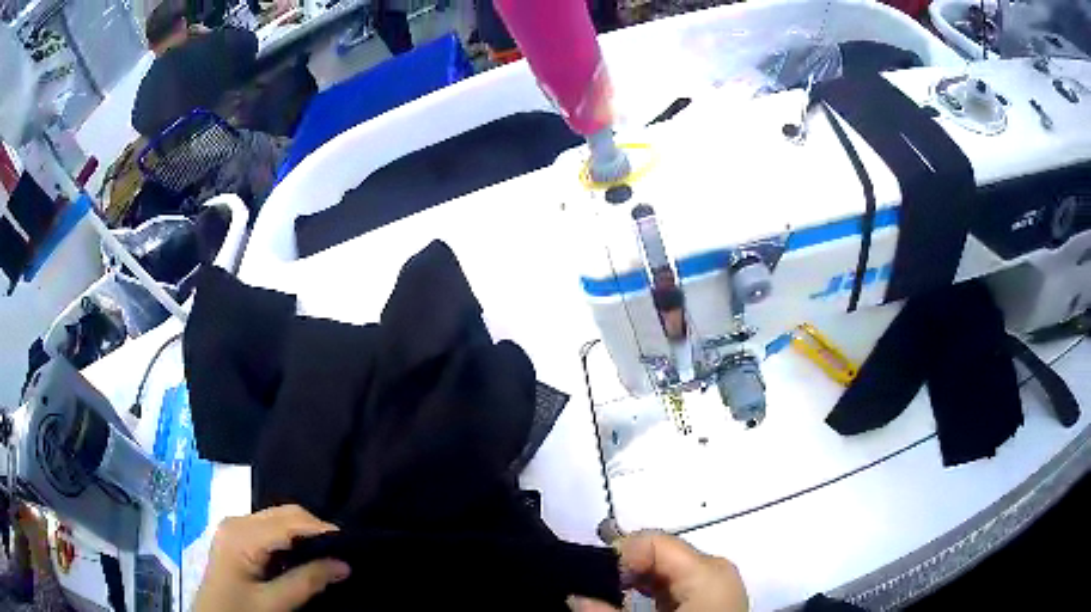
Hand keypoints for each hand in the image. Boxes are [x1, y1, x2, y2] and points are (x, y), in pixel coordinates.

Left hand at [193, 505, 350, 611]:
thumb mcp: (274, 604)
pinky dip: (292, 538)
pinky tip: (304, 555)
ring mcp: (235, 526)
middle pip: (284, 513)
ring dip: (305, 533)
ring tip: (329, 553)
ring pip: (279, 518)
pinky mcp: (237, 535)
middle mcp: (237, 521)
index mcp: (241, 535)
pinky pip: (270, 527)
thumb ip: (307, 582)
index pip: (289, 522)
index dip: (322, 529)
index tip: (352, 544)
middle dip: (315, 529)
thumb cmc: (239, 611)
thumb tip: (344, 564)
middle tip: (344, 552)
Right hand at [571, 531, 747, 611]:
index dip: (617, 556)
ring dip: (636, 583)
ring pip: (667, 570)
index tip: (594, 580)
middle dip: (624, 570)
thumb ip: (608, 611)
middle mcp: (715, 568)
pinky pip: (678, 584)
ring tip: (612, 600)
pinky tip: (635, 606)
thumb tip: (574, 597)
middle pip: (659, 553)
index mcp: (706, 568)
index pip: (651, 540)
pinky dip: (653, 592)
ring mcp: (717, 583)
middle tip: (596, 591)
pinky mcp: (714, 598)